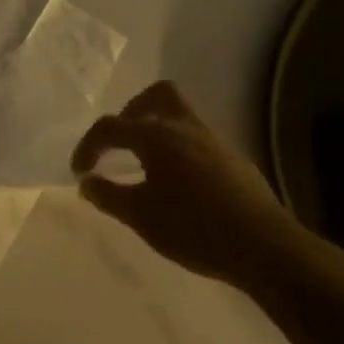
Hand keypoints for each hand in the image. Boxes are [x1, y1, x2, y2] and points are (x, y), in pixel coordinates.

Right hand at [70, 81, 312, 291]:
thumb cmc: (193, 228)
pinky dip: (177, 149)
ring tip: (143, 164)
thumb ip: (108, 195)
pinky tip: (175, 183)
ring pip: (180, 116)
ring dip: (156, 130)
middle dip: (131, 112)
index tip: (80, 172)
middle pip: (157, 96)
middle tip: (118, 142)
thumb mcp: (140, 216)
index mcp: (157, 137)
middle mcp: (186, 128)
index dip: (88, 146)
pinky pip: (196, 139)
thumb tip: (87, 182)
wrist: (264, 247)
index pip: (111, 127)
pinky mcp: (233, 160)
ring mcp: (214, 142)